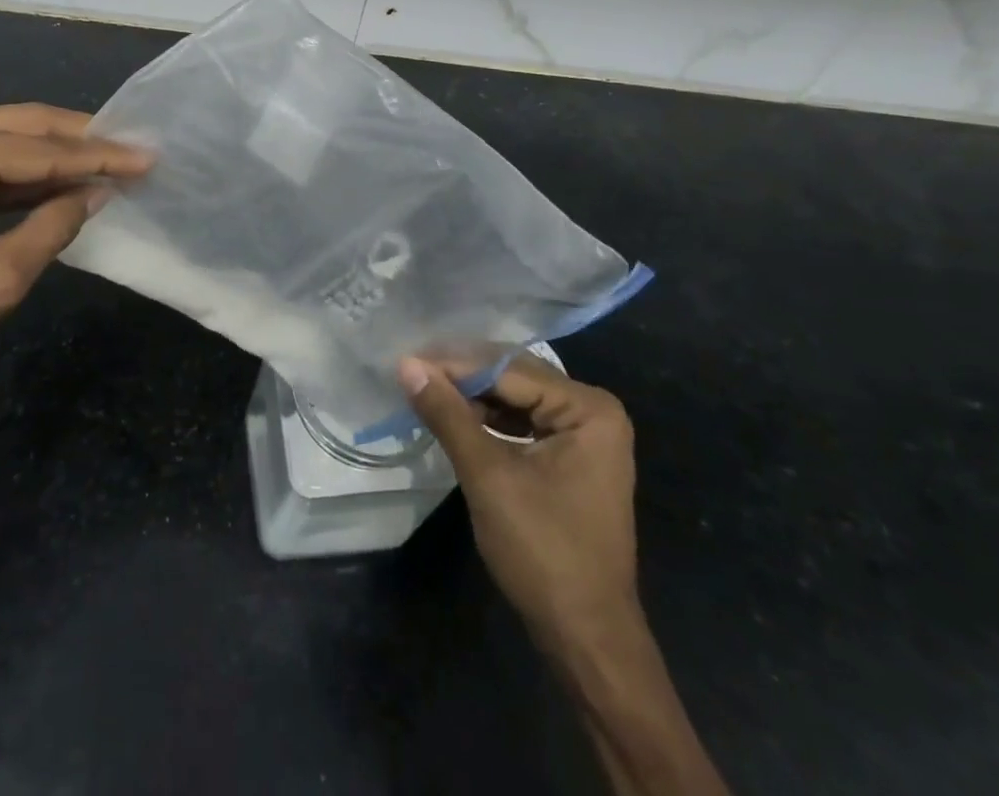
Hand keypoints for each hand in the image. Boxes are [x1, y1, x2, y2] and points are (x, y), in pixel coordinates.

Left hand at [0, 104, 150, 424]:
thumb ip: (56, 224)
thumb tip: (99, 192)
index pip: (38, 148)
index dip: (99, 156)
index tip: (148, 157)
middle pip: (21, 126)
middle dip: (81, 141)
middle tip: (135, 150)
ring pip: (2, 138)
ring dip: (54, 155)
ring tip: (110, 162)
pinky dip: (21, 171)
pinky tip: (60, 179)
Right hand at [398, 353, 639, 656]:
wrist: (586, 639)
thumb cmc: (543, 552)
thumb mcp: (488, 476)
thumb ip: (447, 414)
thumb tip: (406, 364)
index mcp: (588, 408)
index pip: (508, 370)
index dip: (454, 365)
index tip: (406, 360)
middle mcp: (592, 411)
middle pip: (514, 378)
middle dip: (462, 376)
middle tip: (410, 369)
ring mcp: (585, 436)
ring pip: (515, 399)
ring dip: (471, 396)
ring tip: (423, 388)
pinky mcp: (570, 459)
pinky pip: (522, 423)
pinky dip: (486, 419)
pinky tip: (451, 416)